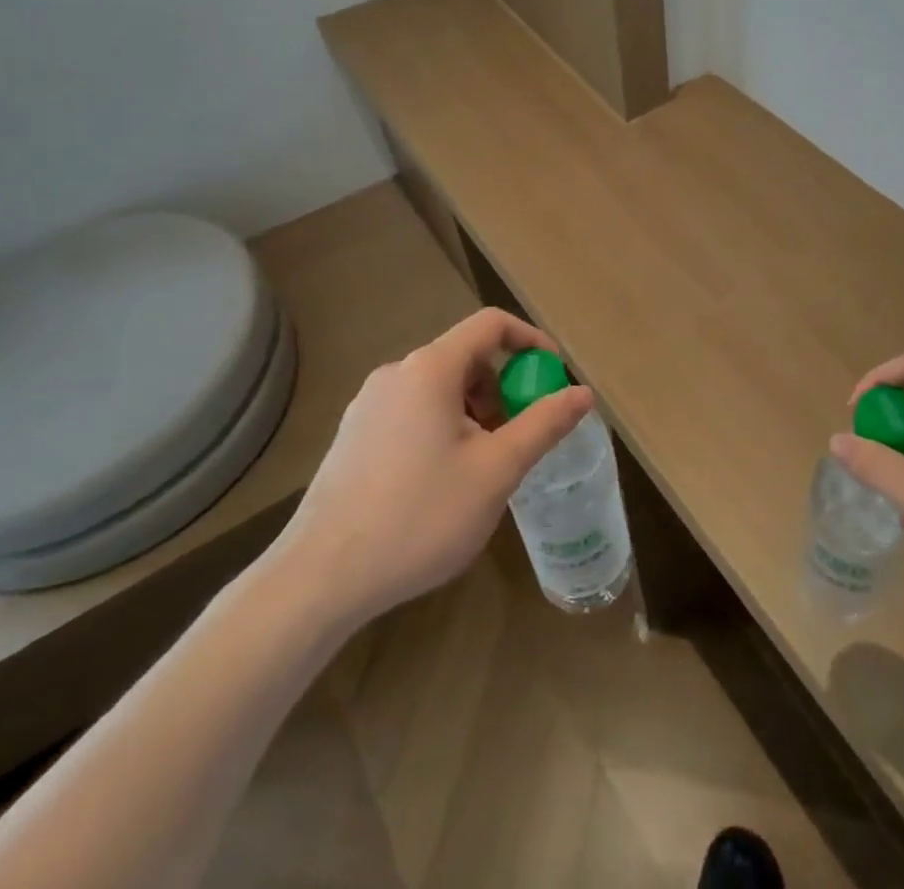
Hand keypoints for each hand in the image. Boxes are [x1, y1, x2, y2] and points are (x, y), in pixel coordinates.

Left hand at [271, 308, 593, 624]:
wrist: (321, 578)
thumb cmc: (419, 516)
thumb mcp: (496, 471)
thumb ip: (543, 425)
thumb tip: (583, 393)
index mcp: (430, 369)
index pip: (490, 325)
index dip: (530, 340)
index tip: (553, 375)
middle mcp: (396, 374)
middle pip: (465, 358)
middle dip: (503, 388)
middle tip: (521, 436)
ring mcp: (368, 405)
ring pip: (439, 389)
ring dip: (474, 412)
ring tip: (483, 467)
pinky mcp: (354, 435)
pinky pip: (413, 412)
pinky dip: (443, 427)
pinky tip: (443, 482)